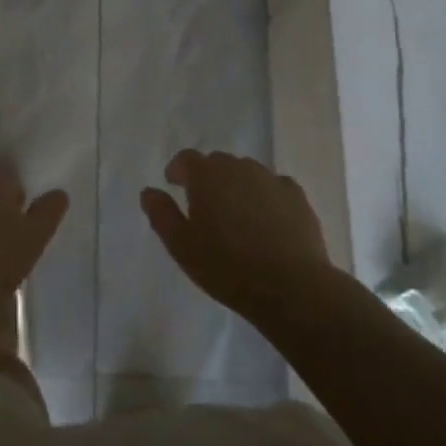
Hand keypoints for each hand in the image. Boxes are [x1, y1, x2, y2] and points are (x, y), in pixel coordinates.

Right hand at [141, 150, 330, 319]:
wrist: (291, 287)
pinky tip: (268, 221)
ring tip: (237, 216)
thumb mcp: (181, 246)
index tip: (173, 184)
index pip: (186, 158)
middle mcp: (238, 167)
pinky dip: (267, 197)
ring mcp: (270, 178)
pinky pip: (275, 187)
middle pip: (218, 163)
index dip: (178, 169)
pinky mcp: (296, 196)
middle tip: (205, 206)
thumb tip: (148, 191)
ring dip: (237, 186)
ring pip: (247, 173)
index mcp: (206, 175)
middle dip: (208, 178)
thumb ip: (161, 214)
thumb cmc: (227, 267)